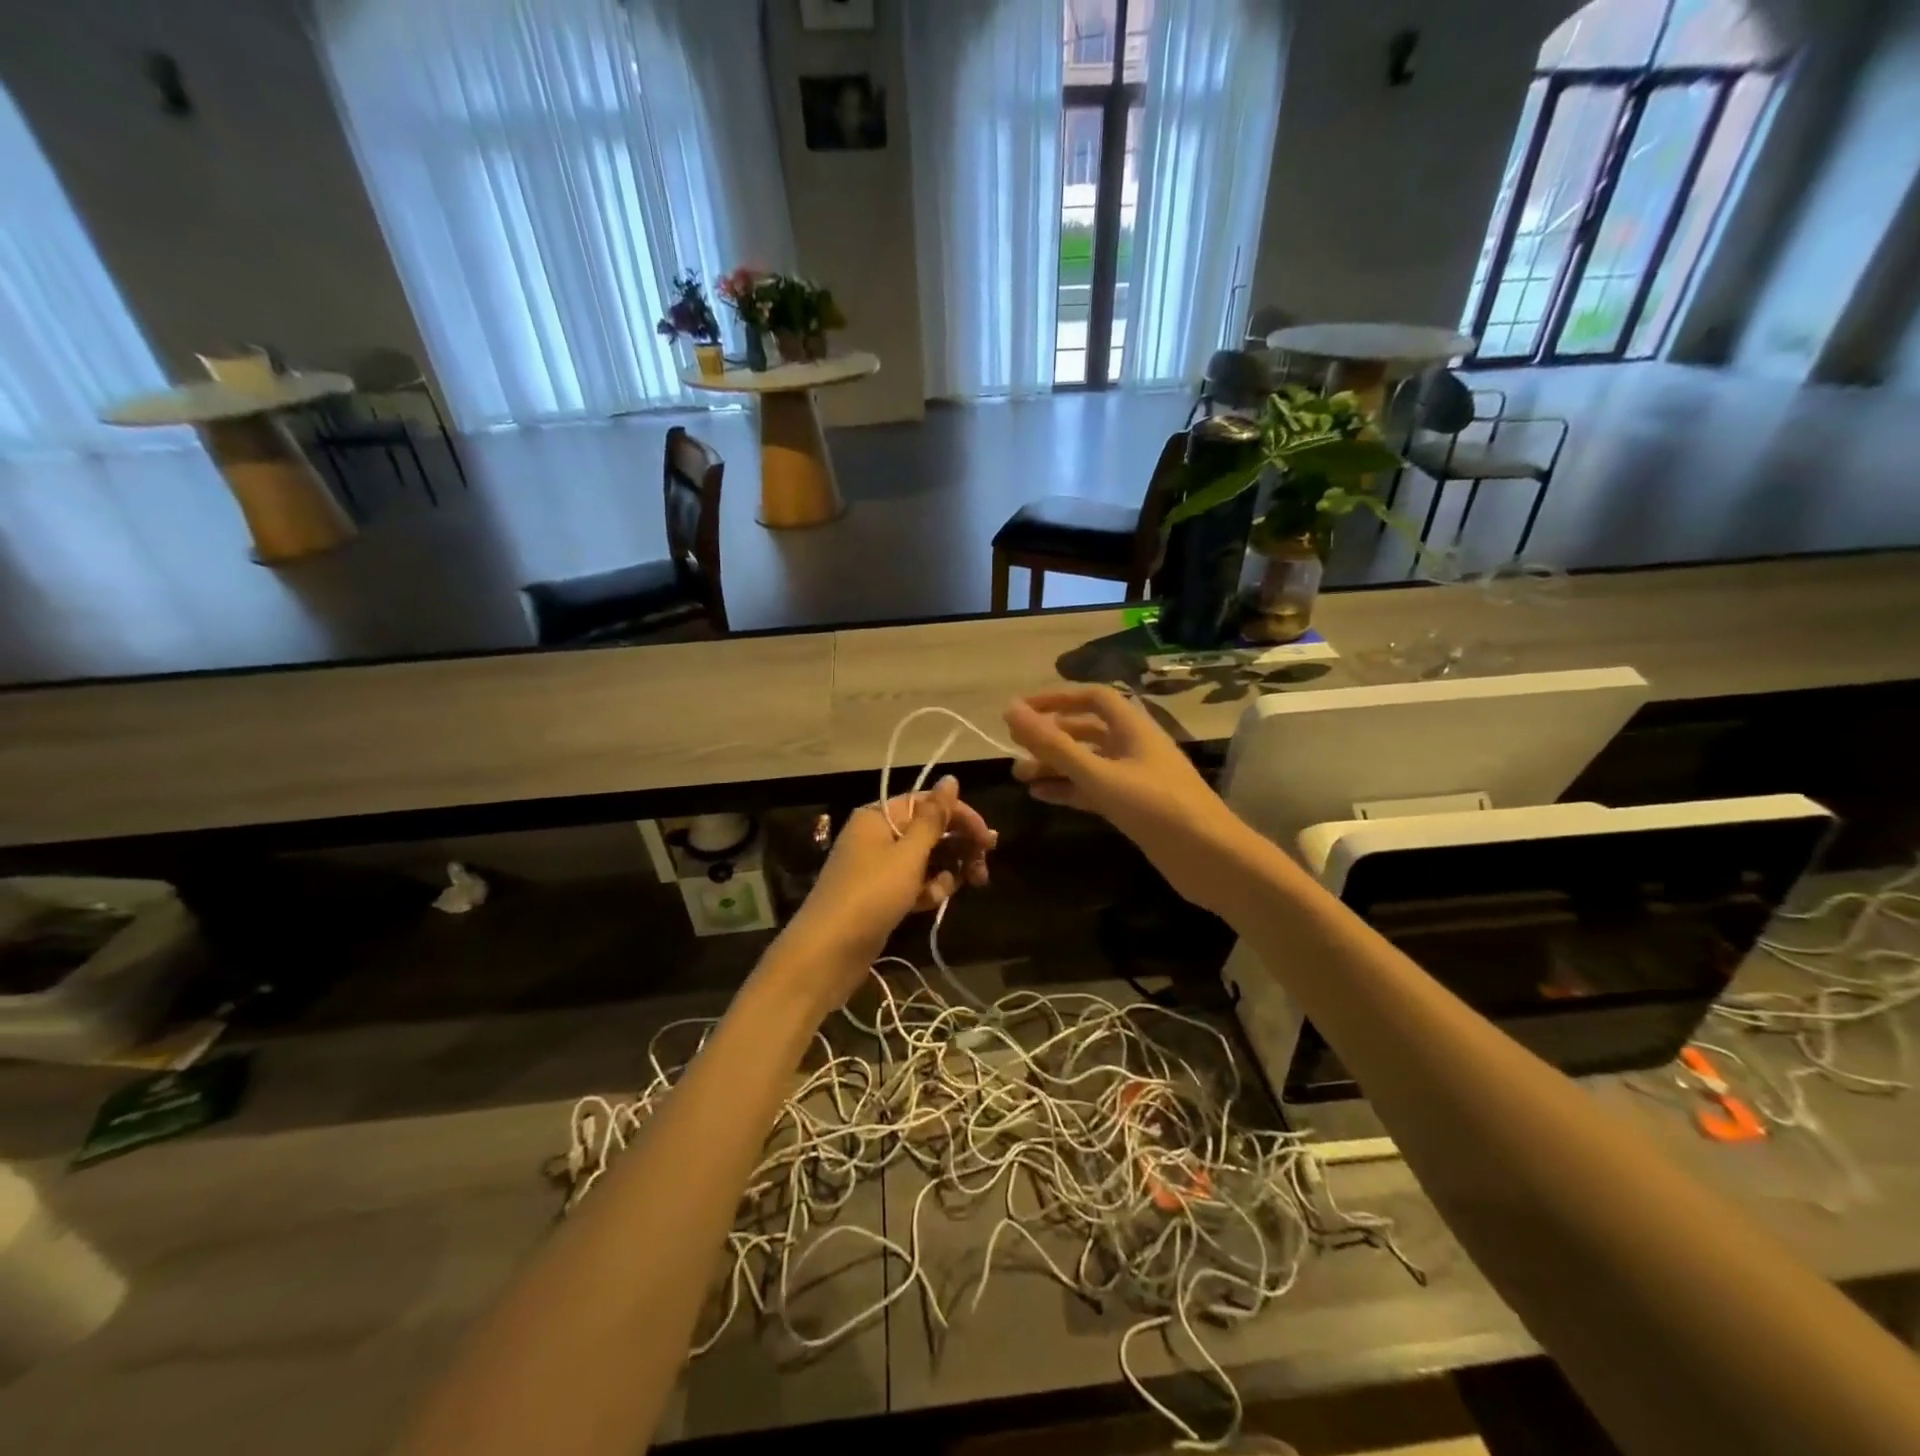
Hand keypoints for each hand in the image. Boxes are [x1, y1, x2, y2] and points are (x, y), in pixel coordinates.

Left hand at [776, 776, 993, 1003]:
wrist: (829, 951)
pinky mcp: (881, 895)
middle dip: (957, 847)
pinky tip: (932, 903)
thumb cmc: (871, 894)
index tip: (988, 839)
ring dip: (944, 872)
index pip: (927, 804)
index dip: (960, 816)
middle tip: (982, 869)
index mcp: (879, 817)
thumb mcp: (908, 854)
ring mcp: (878, 867)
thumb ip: (934, 818)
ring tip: (950, 890)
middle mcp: (877, 836)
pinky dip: (926, 890)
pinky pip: (913, 883)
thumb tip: (950, 779)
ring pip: (925, 860)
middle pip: (928, 831)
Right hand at [1003, 687, 1256, 913]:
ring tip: (1020, 776)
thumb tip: (1010, 710)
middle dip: (1050, 737)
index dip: (1055, 699)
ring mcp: (1135, 777)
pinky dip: (1069, 789)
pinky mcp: (1135, 806)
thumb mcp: (1098, 774)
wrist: (1208, 858)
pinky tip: (1042, 796)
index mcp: (1133, 726)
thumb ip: (1053, 744)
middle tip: (1013, 749)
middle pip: (1086, 731)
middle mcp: (1134, 746)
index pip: (1091, 698)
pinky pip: (1094, 789)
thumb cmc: (1154, 806)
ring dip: (1055, 766)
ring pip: (1088, 762)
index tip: (1020, 711)